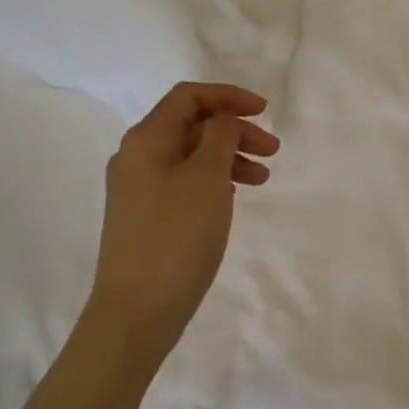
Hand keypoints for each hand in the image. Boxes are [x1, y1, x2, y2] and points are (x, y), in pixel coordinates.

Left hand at [86, 83, 278, 365]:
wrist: (136, 311)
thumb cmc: (177, 236)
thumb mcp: (207, 178)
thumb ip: (219, 137)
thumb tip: (221, 119)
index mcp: (146, 139)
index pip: (188, 97)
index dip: (228, 96)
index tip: (264, 111)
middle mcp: (136, 157)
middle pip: (191, 125)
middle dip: (234, 130)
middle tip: (272, 150)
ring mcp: (137, 188)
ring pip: (190, 156)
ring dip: (228, 157)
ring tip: (262, 178)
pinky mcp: (144, 216)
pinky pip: (183, 181)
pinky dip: (213, 180)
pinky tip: (233, 196)